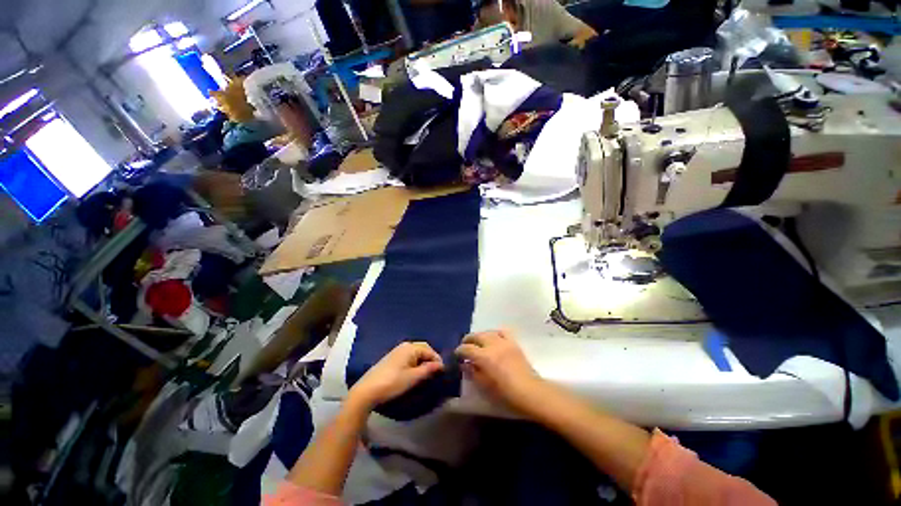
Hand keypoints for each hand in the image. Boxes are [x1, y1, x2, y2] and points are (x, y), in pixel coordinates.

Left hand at [349, 342, 444, 409]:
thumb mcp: (413, 377)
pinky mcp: (391, 358)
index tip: (443, 371)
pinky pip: (408, 357)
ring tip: (427, 374)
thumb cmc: (393, 382)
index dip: (437, 360)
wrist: (367, 390)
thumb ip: (428, 369)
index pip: (429, 350)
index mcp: (410, 347)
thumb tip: (441, 365)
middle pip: (422, 349)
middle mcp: (404, 346)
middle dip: (430, 359)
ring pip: (415, 354)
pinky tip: (414, 372)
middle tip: (436, 372)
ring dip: (422, 361)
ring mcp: (397, 351)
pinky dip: (415, 363)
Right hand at [455, 330, 544, 414]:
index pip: (466, 349)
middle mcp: (492, 345)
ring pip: (487, 332)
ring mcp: (504, 342)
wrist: (530, 392)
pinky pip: (501, 332)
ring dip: (480, 336)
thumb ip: (473, 373)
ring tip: (477, 342)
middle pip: (476, 336)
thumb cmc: (506, 394)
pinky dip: (494, 333)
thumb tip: (465, 364)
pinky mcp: (513, 343)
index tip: (457, 355)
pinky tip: (493, 339)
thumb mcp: (485, 386)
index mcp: (484, 357)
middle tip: (464, 346)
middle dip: (468, 340)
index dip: (459, 351)